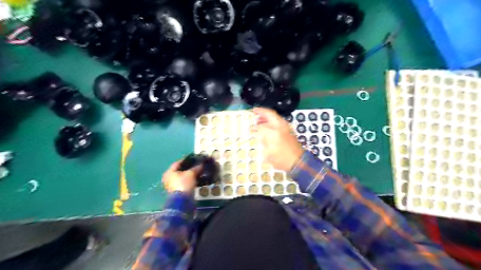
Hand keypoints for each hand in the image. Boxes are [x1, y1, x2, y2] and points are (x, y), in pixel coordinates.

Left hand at [161, 160, 200, 193]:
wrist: (182, 201)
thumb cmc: (184, 183)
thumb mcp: (191, 174)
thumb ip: (196, 168)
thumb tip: (201, 164)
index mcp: (169, 171)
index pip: (178, 162)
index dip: (186, 160)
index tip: (193, 159)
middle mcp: (169, 177)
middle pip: (179, 170)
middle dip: (188, 168)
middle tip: (196, 165)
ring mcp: (172, 185)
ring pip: (182, 177)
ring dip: (189, 174)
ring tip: (198, 172)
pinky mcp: (177, 191)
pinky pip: (184, 182)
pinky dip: (189, 180)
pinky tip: (196, 179)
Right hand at [254, 108, 300, 172]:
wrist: (297, 162)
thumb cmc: (282, 159)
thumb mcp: (268, 153)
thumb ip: (263, 141)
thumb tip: (258, 134)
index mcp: (273, 132)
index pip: (261, 126)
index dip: (254, 128)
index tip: (249, 129)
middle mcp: (280, 126)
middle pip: (270, 114)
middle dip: (261, 112)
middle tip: (254, 111)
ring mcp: (286, 127)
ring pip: (275, 117)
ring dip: (266, 117)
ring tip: (259, 119)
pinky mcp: (289, 130)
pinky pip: (278, 121)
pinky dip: (272, 121)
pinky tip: (267, 126)